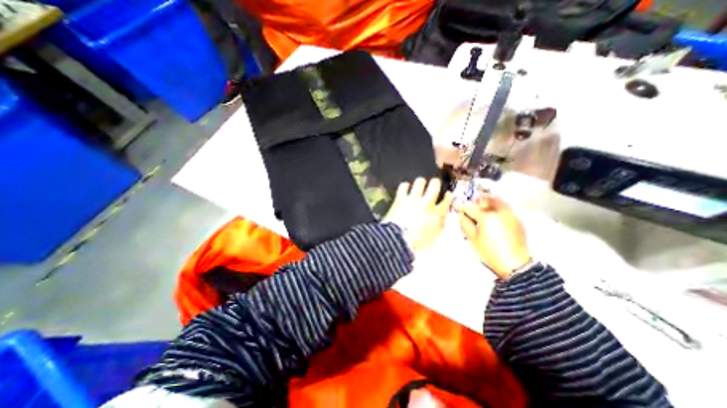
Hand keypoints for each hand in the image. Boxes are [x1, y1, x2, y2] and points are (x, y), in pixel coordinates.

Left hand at [383, 176, 452, 253]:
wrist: (397, 239)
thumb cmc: (416, 242)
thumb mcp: (433, 236)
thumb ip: (439, 225)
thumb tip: (442, 217)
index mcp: (436, 214)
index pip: (446, 201)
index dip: (448, 196)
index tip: (447, 194)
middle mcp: (426, 203)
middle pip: (434, 185)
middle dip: (436, 183)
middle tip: (434, 184)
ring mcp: (412, 199)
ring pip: (419, 182)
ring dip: (421, 183)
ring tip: (420, 185)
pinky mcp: (400, 199)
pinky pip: (403, 186)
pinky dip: (405, 186)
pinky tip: (406, 189)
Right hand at [456, 193, 532, 276]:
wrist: (514, 263)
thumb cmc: (489, 252)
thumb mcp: (472, 238)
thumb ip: (465, 223)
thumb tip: (462, 214)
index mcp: (486, 216)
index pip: (470, 207)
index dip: (462, 207)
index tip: (457, 207)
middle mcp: (499, 211)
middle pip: (486, 199)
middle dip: (477, 202)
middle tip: (472, 208)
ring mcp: (510, 214)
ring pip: (497, 201)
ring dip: (488, 202)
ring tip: (483, 210)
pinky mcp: (517, 219)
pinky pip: (505, 208)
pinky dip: (497, 208)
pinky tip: (494, 217)